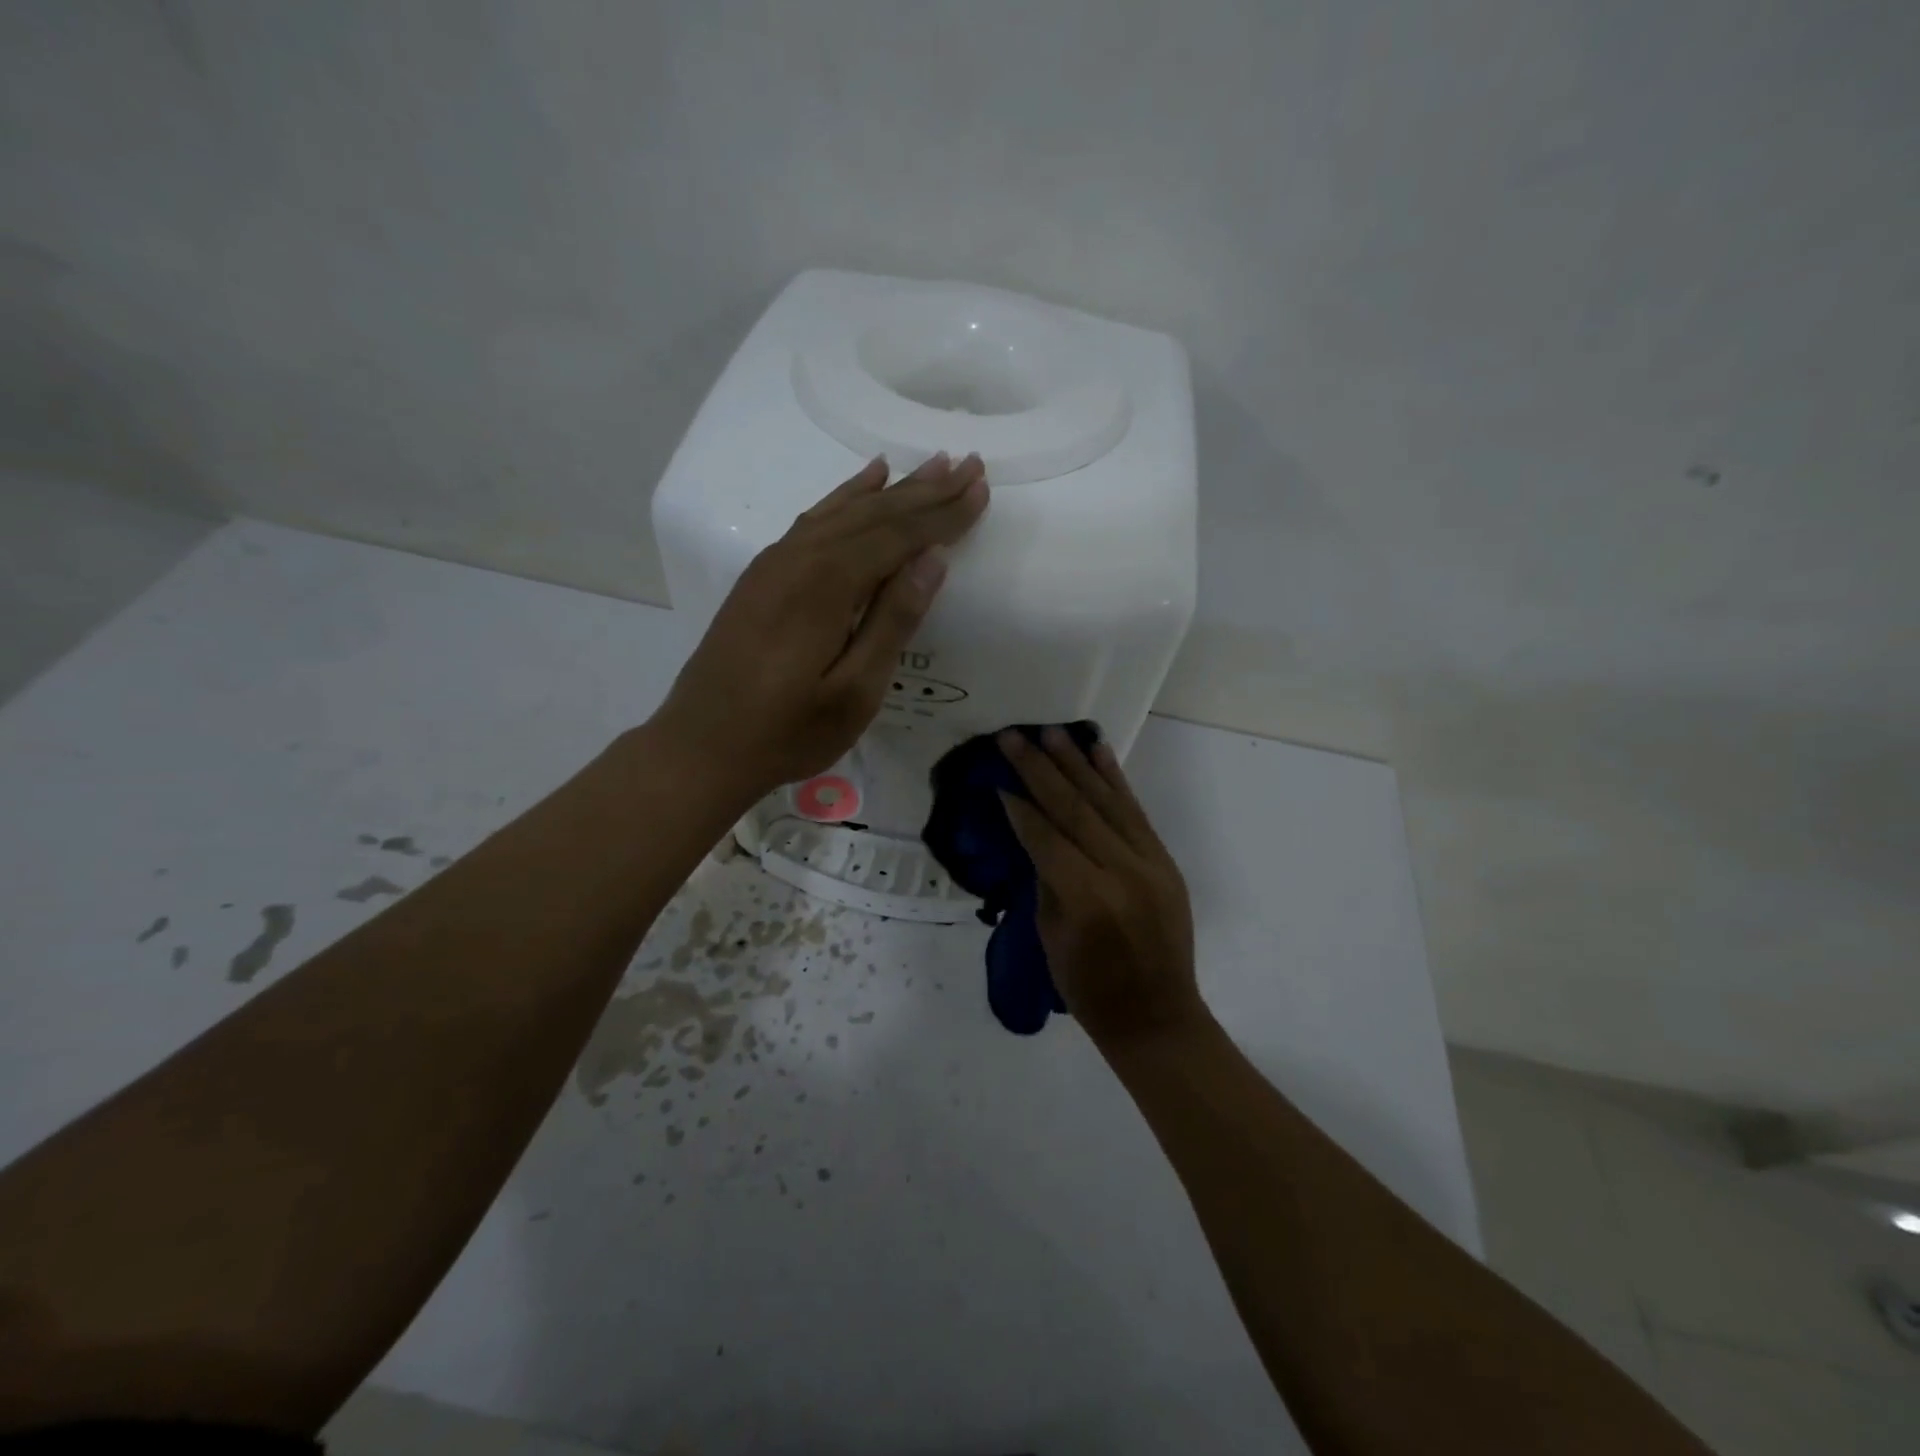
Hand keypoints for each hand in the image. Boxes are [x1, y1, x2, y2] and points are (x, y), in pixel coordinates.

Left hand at [653, 452, 988, 800]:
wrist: (701, 747)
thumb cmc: (787, 731)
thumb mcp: (854, 691)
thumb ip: (893, 621)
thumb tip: (932, 559)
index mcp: (826, 584)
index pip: (898, 535)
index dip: (943, 513)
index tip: (981, 487)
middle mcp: (800, 557)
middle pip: (874, 513)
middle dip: (925, 490)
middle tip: (968, 464)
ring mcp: (775, 562)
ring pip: (844, 511)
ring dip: (891, 489)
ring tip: (930, 465)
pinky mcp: (762, 575)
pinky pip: (814, 520)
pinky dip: (844, 497)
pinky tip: (864, 482)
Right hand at [998, 727, 1204, 1047]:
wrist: (1158, 1017)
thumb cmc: (1090, 990)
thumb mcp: (1052, 937)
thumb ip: (1045, 879)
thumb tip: (1034, 832)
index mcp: (1087, 897)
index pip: (1045, 837)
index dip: (1019, 807)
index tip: (997, 779)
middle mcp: (1121, 870)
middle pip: (1073, 808)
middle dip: (1039, 769)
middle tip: (1012, 737)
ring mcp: (1149, 862)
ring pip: (1107, 800)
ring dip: (1076, 763)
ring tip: (1050, 733)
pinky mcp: (1165, 860)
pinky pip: (1136, 812)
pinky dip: (1116, 779)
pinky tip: (1098, 752)